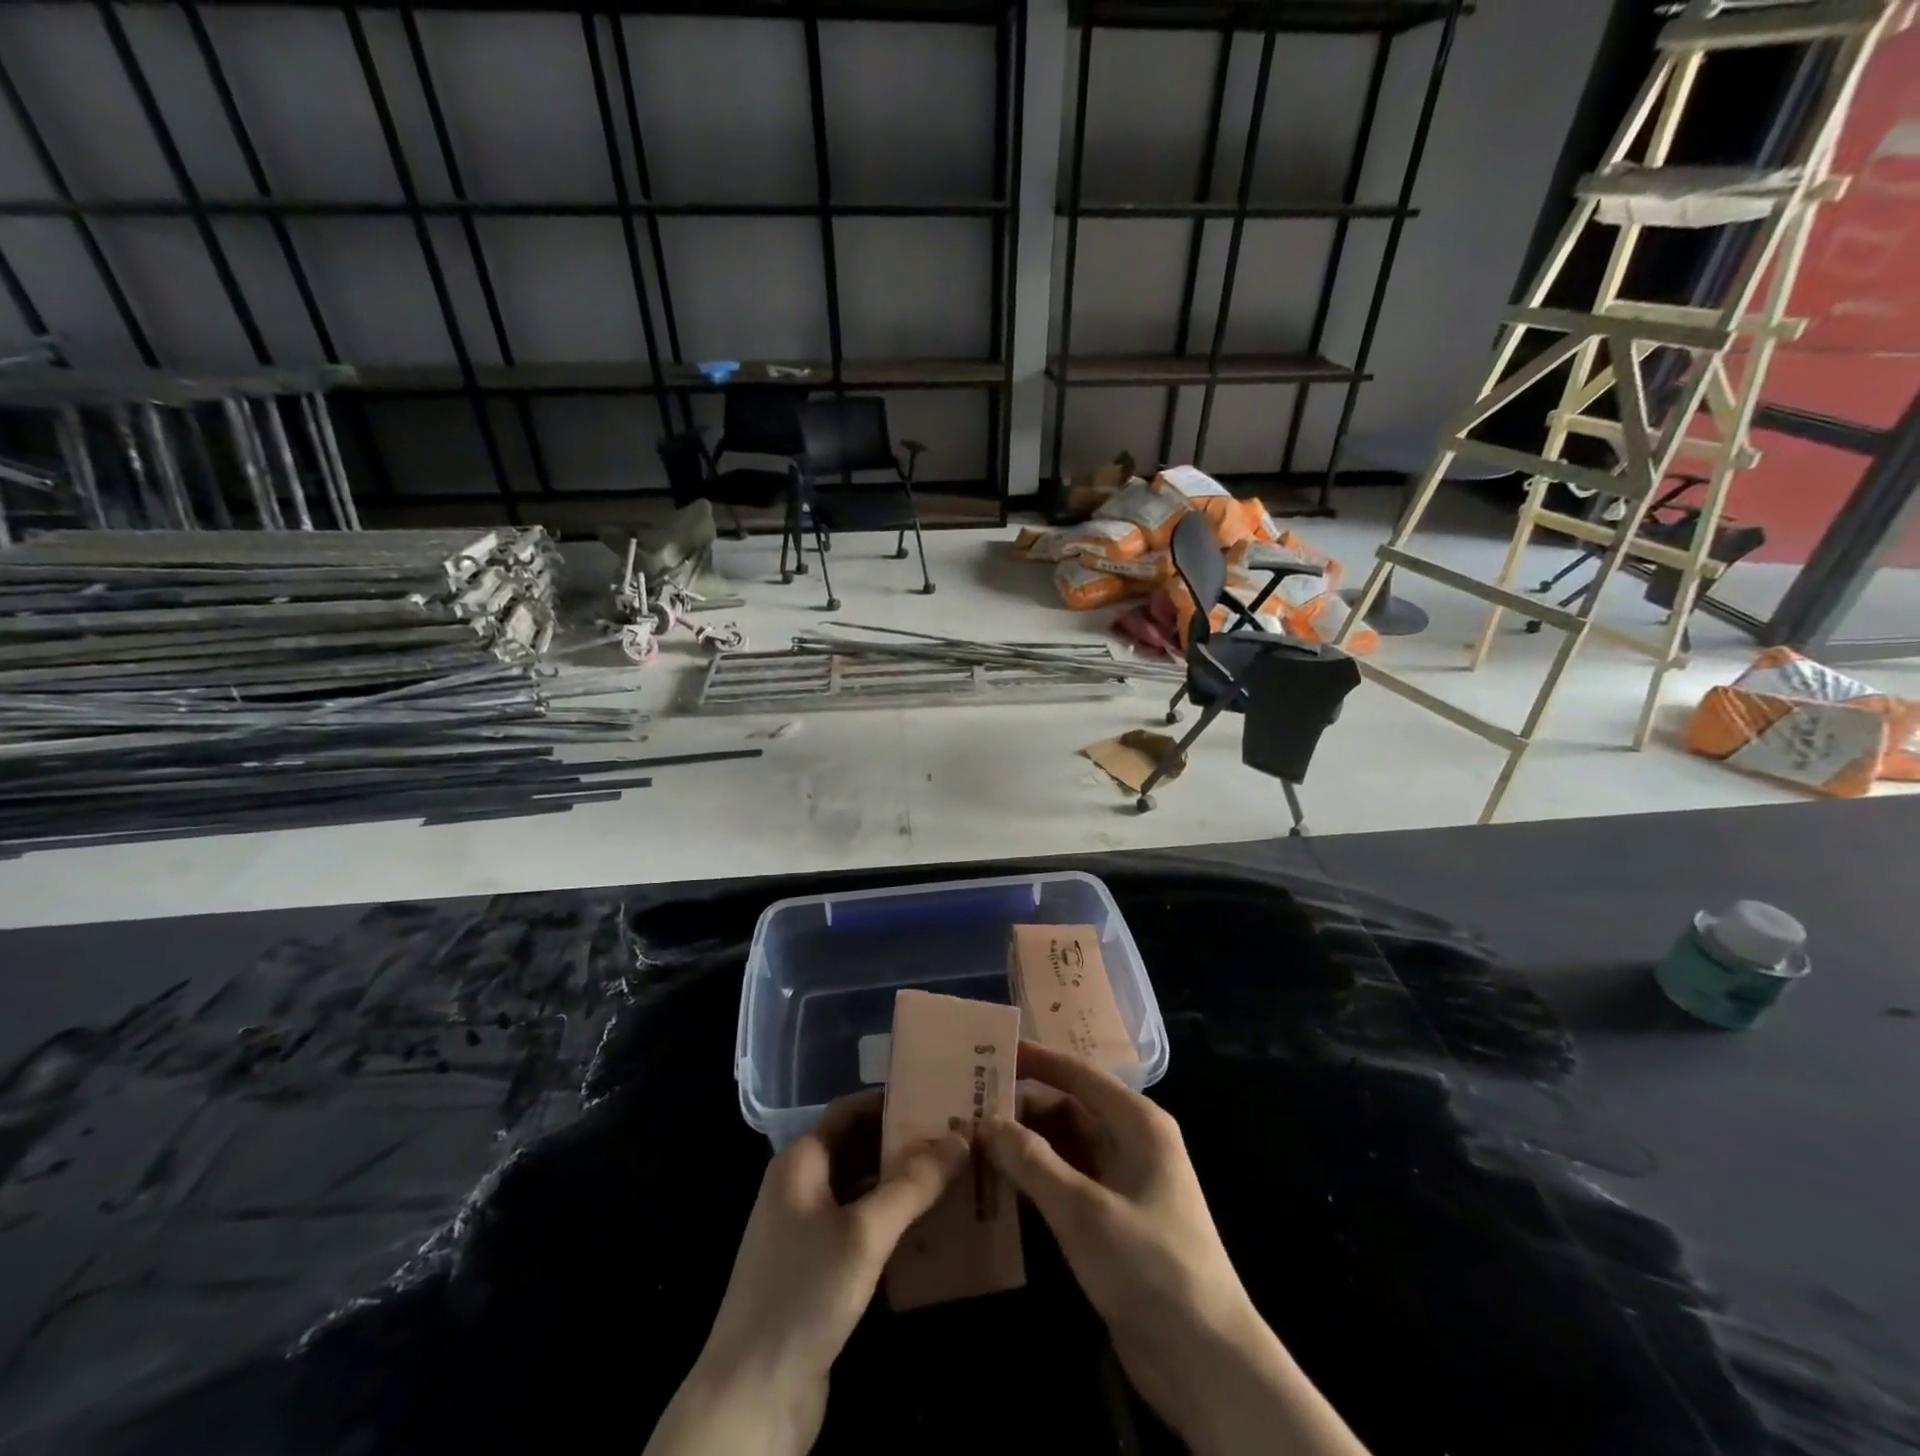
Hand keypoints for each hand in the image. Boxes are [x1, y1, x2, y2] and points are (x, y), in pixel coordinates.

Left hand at [645, 1091, 967, 1455]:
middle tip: (958, 1139)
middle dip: (904, 1144)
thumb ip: (912, 1184)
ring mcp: (806, 1233)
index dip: (890, 1101)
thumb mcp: (864, 1233)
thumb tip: (961, 1137)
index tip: (937, 1097)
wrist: (750, 1400)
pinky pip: (861, 1231)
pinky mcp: (817, 1274)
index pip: (849, 1110)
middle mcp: (800, 1188)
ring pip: (862, 1192)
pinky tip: (931, 1231)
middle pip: (858, 1148)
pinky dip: (893, 1224)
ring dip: (903, 1185)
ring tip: (955, 1178)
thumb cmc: (803, 1294)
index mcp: (800, 1163)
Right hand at [982, 1042, 1368, 1455]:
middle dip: (1022, 1108)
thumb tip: (986, 1122)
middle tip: (968, 1105)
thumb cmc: (1148, 1265)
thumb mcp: (1083, 1210)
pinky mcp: (1112, 1220)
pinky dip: (1036, 1178)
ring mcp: (1122, 1182)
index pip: (1078, 1074)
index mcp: (1137, 1123)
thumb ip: (1032, 1161)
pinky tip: (999, 1182)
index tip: (991, 1049)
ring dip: (1025, 1144)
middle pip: (1069, 1109)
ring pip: (1065, 1147)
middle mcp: (1131, 1142)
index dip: (1036, 1060)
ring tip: (972, 1139)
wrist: (1204, 1360)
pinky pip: (1067, 1182)